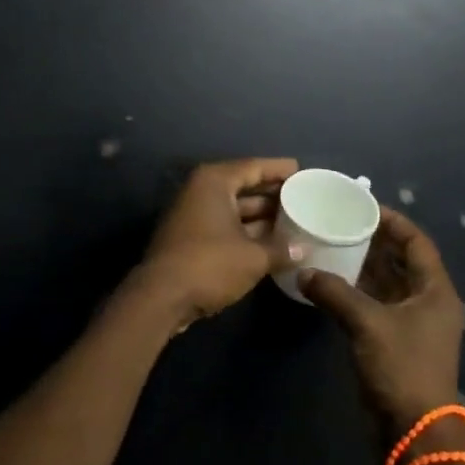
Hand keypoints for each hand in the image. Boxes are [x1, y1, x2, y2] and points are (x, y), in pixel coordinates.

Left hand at [129, 158, 301, 330]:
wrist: (161, 297)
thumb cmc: (209, 264)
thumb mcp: (253, 258)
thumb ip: (281, 250)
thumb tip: (303, 250)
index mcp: (215, 182)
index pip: (253, 167)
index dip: (279, 169)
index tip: (302, 170)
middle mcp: (202, 191)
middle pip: (244, 186)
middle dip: (272, 195)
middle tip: (303, 198)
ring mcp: (194, 214)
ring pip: (235, 209)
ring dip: (261, 217)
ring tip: (294, 222)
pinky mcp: (191, 237)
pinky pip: (226, 225)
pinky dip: (247, 232)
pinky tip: (271, 243)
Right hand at [300, 209, 463, 439]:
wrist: (415, 433)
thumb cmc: (402, 368)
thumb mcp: (367, 323)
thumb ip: (334, 292)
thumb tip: (304, 272)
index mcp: (434, 290)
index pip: (416, 241)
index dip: (393, 220)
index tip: (363, 205)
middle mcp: (427, 301)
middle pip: (402, 260)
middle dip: (374, 241)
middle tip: (341, 222)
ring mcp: (413, 324)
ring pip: (388, 283)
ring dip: (363, 266)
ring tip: (332, 245)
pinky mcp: (397, 342)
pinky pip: (377, 304)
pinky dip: (357, 291)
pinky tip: (331, 282)